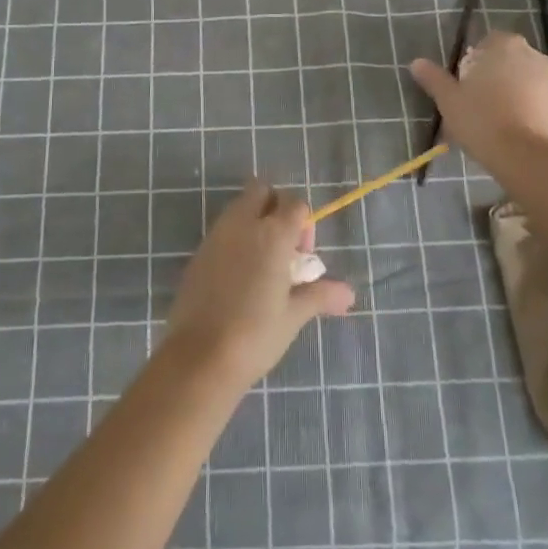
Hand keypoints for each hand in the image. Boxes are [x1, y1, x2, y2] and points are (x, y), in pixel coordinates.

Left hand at [164, 180, 354, 388]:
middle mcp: (243, 224)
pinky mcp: (198, 253)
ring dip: (253, 222)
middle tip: (282, 248)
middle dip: (275, 208)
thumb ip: (320, 296)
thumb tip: (349, 294)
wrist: (199, 357)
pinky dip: (234, 240)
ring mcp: (216, 236)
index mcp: (272, 233)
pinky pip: (221, 231)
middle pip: (261, 191)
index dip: (304, 223)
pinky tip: (238, 279)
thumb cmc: (255, 334)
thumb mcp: (293, 316)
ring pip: (238, 208)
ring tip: (262, 266)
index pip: (294, 203)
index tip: (302, 258)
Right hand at [409, 30, 547, 155]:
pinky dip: (523, 107)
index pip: (485, 43)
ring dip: (509, 91)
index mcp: (505, 44)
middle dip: (492, 75)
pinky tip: (508, 127)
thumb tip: (416, 63)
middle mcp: (532, 54)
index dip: (472, 62)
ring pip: (521, 79)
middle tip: (474, 100)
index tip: (463, 83)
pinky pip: (534, 99)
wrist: (523, 156)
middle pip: (505, 60)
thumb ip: (433, 78)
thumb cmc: (481, 118)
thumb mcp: (448, 99)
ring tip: (491, 118)